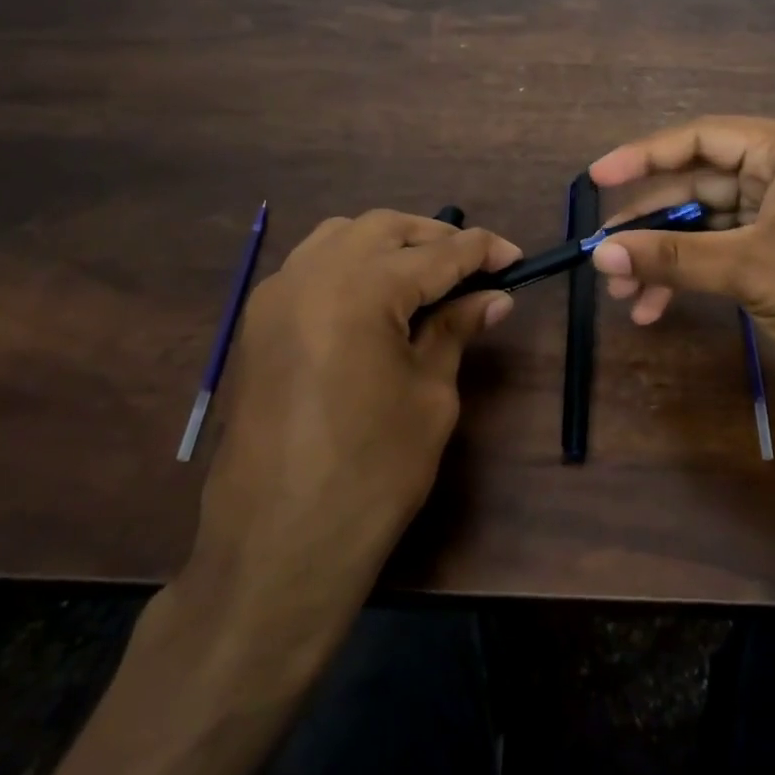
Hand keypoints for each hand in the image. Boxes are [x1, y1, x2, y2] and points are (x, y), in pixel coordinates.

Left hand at [176, 211, 519, 664]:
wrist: (278, 545)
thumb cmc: (372, 473)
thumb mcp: (430, 395)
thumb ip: (455, 331)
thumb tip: (494, 297)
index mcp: (360, 289)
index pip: (437, 253)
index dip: (482, 250)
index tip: (516, 257)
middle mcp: (310, 275)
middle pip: (384, 228)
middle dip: (434, 237)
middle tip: (475, 266)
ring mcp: (275, 297)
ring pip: (341, 237)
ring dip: (389, 244)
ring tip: (427, 276)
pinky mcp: (258, 324)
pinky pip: (310, 266)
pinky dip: (351, 264)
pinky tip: (377, 298)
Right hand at [588, 118, 774, 420]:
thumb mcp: (753, 272)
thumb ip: (674, 258)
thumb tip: (600, 253)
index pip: (702, 137)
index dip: (643, 155)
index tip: (596, 179)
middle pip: (702, 184)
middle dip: (652, 225)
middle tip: (606, 257)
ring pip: (712, 223)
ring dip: (669, 257)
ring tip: (625, 296)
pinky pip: (731, 249)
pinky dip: (697, 273)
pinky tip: (659, 306)